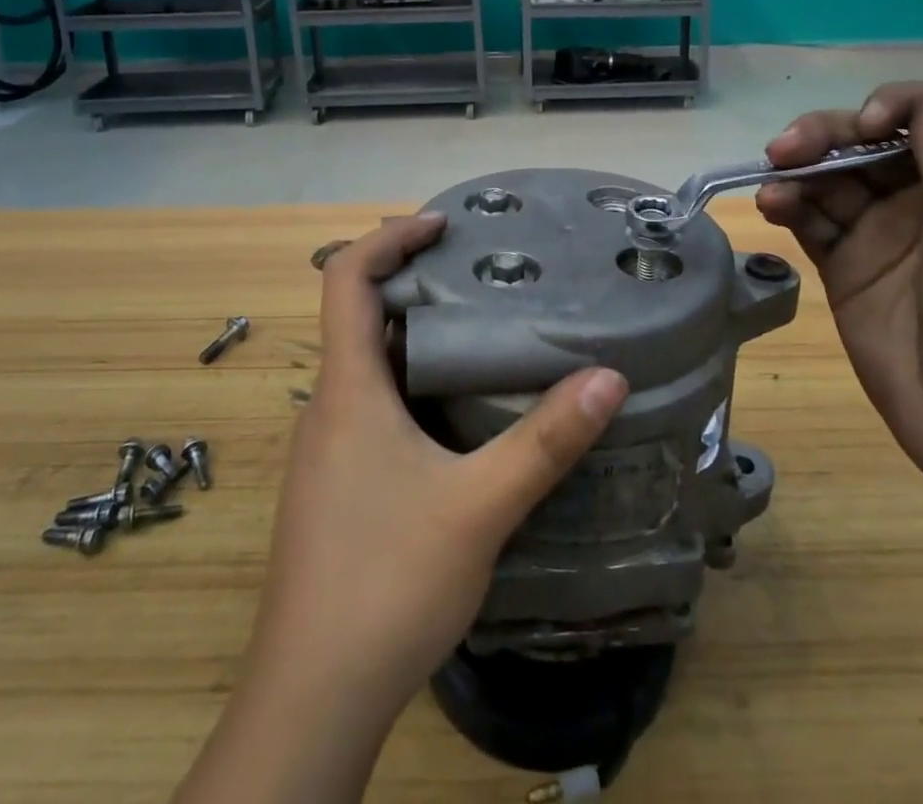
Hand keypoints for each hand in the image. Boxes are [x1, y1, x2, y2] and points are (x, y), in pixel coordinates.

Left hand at [219, 215, 626, 762]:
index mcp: (347, 389)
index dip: (389, 237)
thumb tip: (610, 378)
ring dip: (416, 336)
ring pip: (369, 365)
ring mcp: (328, 449)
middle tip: (479, 273)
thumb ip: (546, 442)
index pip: (346, 279)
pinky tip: (459, 412)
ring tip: (483, 330)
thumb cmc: (386, 582)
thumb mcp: (479, 507)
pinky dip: (413, 383)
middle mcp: (329, 407)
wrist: (312, 698)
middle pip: (359, 315)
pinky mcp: (337, 486)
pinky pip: (372, 406)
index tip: (441, 225)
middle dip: (414, 282)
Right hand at [756, 79, 922, 485]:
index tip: (861, 128)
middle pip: (866, 143)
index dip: (891, 109)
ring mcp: (880, 233)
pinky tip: (771, 208)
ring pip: (831, 178)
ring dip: (798, 172)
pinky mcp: (845, 266)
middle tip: (783, 149)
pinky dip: (789, 207)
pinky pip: (811, 221)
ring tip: (772, 190)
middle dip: (825, 136)